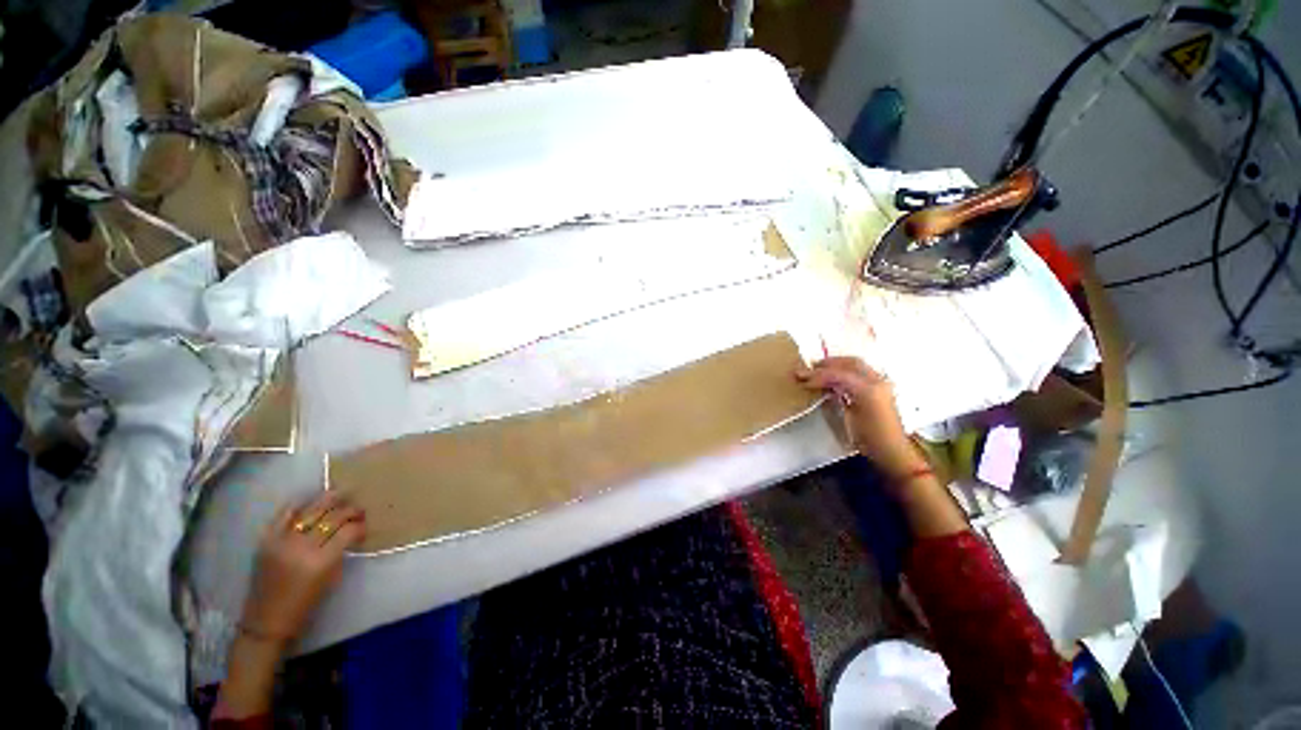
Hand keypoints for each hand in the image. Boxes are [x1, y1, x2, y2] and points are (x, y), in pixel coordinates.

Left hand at [240, 491, 366, 643]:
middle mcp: (302, 547)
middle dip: (350, 509)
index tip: (366, 525)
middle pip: (332, 516)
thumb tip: (354, 531)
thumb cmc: (305, 604)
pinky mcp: (266, 540)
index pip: (348, 530)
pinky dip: (300, 505)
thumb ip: (341, 551)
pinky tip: (311, 503)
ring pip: (311, 510)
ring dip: (329, 501)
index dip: (360, 525)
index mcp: (321, 561)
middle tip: (359, 509)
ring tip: (341, 495)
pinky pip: (285, 514)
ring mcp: (281, 541)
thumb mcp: (331, 578)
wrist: (267, 621)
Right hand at [795, 357, 928, 482]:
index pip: (839, 374)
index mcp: (868, 389)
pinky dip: (845, 372)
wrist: (892, 451)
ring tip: (818, 370)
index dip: (818, 375)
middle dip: (828, 364)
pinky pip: (861, 372)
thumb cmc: (868, 438)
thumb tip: (822, 387)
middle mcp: (877, 381)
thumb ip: (836, 398)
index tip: (802, 378)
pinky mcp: (881, 388)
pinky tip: (834, 379)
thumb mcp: (848, 419)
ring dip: (836, 365)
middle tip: (809, 368)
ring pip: (856, 365)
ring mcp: (881, 383)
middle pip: (849, 363)